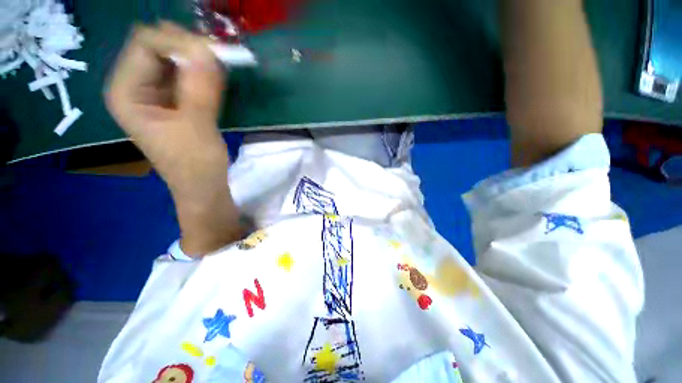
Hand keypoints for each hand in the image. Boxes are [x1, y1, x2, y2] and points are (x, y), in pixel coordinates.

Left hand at [106, 22, 227, 193]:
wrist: (203, 186)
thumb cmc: (196, 165)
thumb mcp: (198, 128)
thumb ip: (200, 89)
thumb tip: (207, 50)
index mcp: (126, 92)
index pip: (145, 44)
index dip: (179, 42)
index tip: (215, 54)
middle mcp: (133, 85)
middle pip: (156, 45)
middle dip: (189, 47)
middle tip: (220, 57)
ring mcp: (152, 91)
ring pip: (172, 56)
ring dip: (197, 58)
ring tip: (221, 67)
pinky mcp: (171, 98)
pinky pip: (183, 72)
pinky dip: (201, 70)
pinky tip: (216, 77)